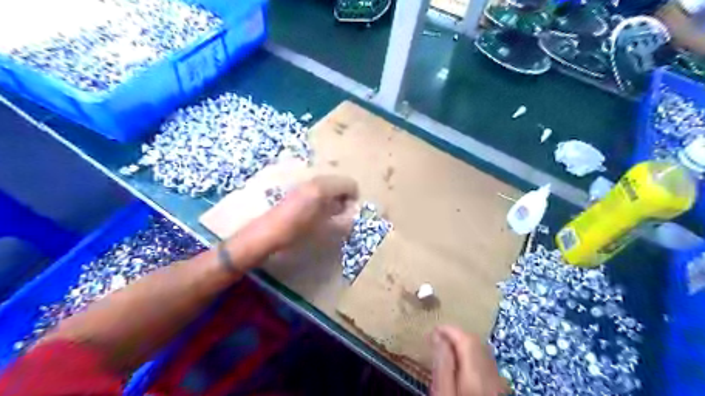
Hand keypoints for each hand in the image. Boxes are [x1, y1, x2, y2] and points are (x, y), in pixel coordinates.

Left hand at [269, 175, 359, 249]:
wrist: (268, 233)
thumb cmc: (298, 231)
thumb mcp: (326, 228)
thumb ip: (343, 218)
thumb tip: (352, 212)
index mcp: (323, 187)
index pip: (349, 184)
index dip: (354, 197)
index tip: (350, 212)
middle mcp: (314, 180)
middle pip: (339, 181)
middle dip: (344, 195)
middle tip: (341, 212)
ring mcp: (304, 183)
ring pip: (328, 184)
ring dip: (333, 196)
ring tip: (330, 212)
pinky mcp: (296, 188)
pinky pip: (317, 187)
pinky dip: (323, 196)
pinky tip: (317, 210)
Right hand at [433, 324, 509, 395]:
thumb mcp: (442, 389)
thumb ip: (442, 363)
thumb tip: (437, 336)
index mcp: (476, 371)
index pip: (466, 339)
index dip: (449, 329)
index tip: (433, 329)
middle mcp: (492, 373)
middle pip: (477, 343)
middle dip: (458, 335)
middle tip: (438, 337)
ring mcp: (497, 381)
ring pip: (483, 352)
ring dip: (465, 345)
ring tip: (447, 348)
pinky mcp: (498, 389)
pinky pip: (486, 364)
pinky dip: (472, 357)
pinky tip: (461, 364)